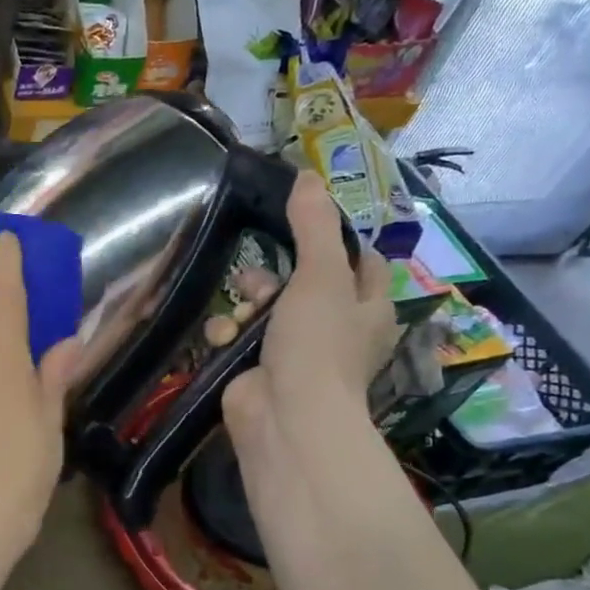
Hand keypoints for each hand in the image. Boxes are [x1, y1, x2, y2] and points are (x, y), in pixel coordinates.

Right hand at [222, 177, 396, 453]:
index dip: (335, 241)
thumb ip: (313, 226)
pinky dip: (227, 333)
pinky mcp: (256, 369)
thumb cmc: (317, 343)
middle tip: (254, 275)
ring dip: (244, 304)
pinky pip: (238, 337)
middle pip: (301, 283)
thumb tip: (307, 173)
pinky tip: (223, 336)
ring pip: (263, 309)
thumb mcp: (321, 275)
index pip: (360, 262)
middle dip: (272, 276)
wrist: (285, 416)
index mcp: (366, 307)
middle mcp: (335, 329)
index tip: (301, 223)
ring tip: (238, 310)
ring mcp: (293, 352)